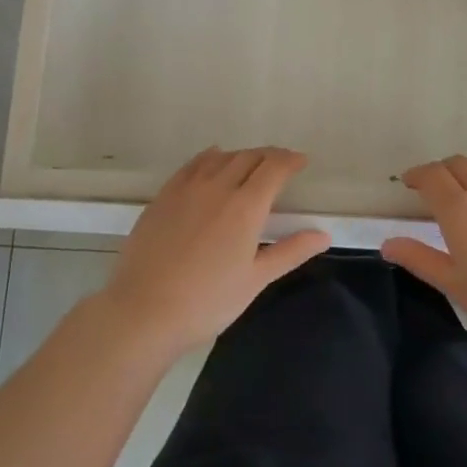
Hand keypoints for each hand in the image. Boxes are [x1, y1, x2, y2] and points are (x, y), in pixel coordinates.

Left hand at [101, 147, 328, 354]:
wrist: (143, 311)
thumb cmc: (207, 301)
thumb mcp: (255, 280)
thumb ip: (290, 251)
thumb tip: (324, 234)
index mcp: (246, 206)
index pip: (274, 168)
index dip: (290, 160)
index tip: (301, 162)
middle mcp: (219, 186)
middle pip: (249, 157)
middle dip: (269, 156)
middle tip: (280, 165)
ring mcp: (188, 188)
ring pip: (221, 157)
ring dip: (241, 155)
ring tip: (250, 165)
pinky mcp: (164, 195)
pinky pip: (193, 164)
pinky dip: (210, 157)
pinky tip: (212, 161)